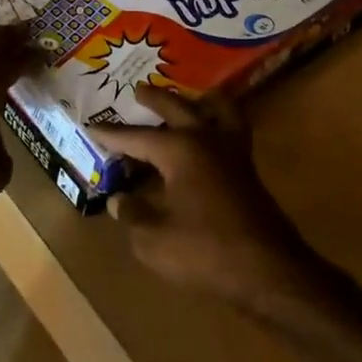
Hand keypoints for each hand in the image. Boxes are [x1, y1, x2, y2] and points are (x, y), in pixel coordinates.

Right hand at [92, 85, 321, 309]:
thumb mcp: (154, 240)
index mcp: (179, 150)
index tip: (92, 126)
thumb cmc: (206, 252)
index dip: (112, 135)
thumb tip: (119, 200)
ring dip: (198, 100)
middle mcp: (206, 140)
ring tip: (189, 97)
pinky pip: (233, 128)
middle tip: (139, 90)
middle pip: (177, 109)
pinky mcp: (248, 169)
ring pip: (217, 109)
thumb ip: (133, 215)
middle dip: (155, 99)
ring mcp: (232, 152)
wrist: (269, 270)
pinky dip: (221, 119)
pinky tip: (212, 132)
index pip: (136, 137)